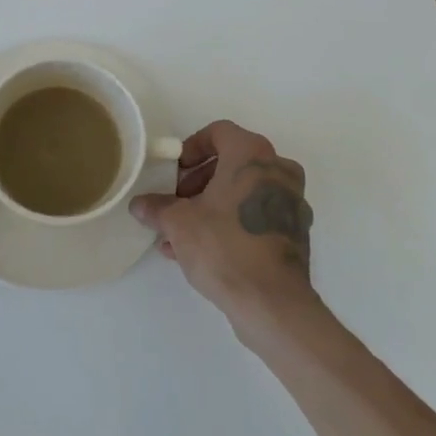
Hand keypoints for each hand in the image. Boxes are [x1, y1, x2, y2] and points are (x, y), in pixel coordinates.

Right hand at [129, 120, 316, 327]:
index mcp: (252, 155)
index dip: (191, 148)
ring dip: (211, 206)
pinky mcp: (294, 233)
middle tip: (175, 203)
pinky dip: (230, 223)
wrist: (272, 303)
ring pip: (242, 193)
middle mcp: (278, 170)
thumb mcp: (179, 223)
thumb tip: (140, 204)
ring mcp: (291, 202)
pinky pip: (255, 216)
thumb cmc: (224, 246)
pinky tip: (200, 250)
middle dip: (198, 182)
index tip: (174, 172)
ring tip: (180, 233)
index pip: (219, 132)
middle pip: (231, 163)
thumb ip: (158, 207)